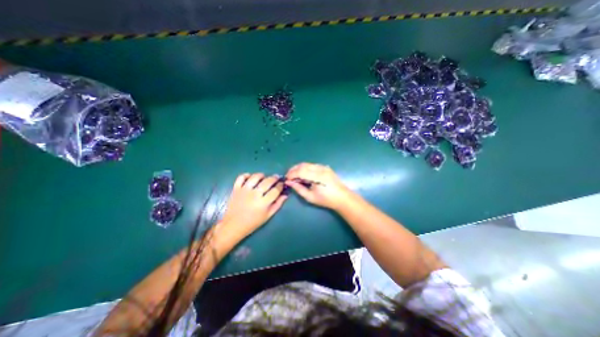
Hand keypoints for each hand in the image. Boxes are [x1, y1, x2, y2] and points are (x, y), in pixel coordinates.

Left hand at [223, 174, 288, 239]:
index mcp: (263, 203)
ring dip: (262, 175)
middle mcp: (255, 194)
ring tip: (264, 177)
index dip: (280, 185)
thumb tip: (285, 195)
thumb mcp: (268, 215)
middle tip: (276, 178)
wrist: (233, 225)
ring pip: (255, 177)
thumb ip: (278, 204)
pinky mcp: (236, 189)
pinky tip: (250, 178)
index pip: (275, 190)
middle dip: (274, 178)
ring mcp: (244, 190)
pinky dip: (246, 175)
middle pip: (268, 181)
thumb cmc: (253, 222)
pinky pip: (241, 177)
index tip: (282, 184)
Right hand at [285, 163, 351, 209]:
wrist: (342, 197)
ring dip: (299, 168)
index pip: (300, 171)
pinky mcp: (325, 167)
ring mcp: (323, 167)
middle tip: (288, 176)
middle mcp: (320, 169)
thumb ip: (299, 189)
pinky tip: (303, 174)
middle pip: (303, 165)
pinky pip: (312, 165)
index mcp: (317, 177)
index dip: (291, 174)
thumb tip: (289, 182)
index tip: (286, 179)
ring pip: (307, 164)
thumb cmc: (326, 200)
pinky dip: (305, 168)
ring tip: (294, 175)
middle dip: (293, 170)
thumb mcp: (310, 197)